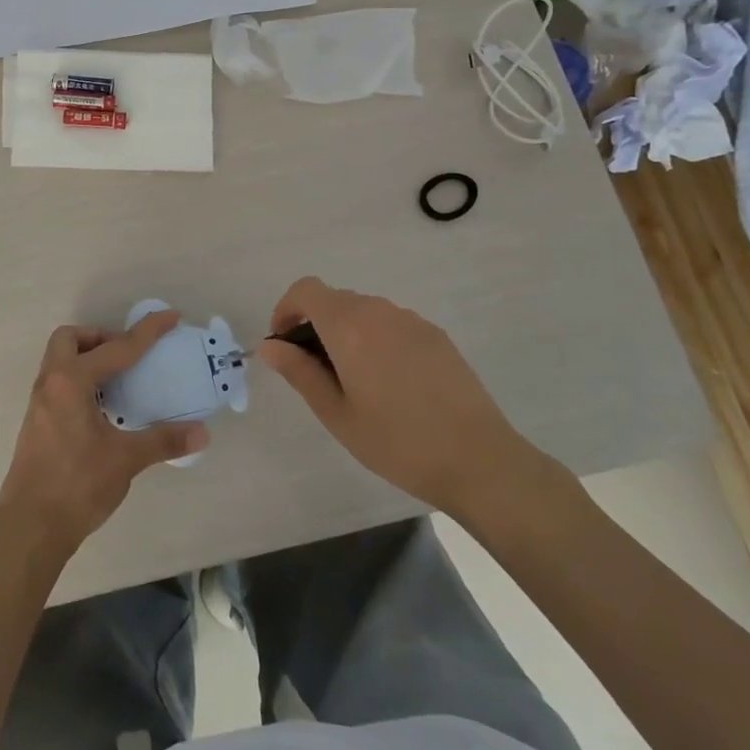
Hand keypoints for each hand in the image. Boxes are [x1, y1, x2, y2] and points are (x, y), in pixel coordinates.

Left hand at [0, 310, 208, 567]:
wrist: (29, 528)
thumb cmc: (76, 486)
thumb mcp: (124, 460)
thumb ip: (162, 441)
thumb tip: (201, 433)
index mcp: (71, 382)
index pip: (116, 348)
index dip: (147, 332)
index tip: (171, 317)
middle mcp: (50, 384)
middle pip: (70, 339)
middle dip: (100, 338)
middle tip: (127, 357)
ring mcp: (39, 404)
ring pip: (60, 361)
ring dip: (88, 359)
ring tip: (118, 381)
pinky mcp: (36, 423)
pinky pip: (58, 383)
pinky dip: (80, 381)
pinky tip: (101, 409)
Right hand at [259, 277, 555, 520]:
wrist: (479, 460)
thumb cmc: (397, 442)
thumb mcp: (337, 414)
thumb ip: (299, 372)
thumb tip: (270, 345)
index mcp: (349, 326)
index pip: (306, 290)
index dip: (287, 308)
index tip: (284, 343)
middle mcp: (379, 311)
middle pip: (334, 300)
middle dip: (315, 325)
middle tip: (315, 372)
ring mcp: (411, 321)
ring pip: (364, 312)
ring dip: (347, 332)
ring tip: (354, 381)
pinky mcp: (436, 335)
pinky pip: (392, 324)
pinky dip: (377, 339)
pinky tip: (391, 384)